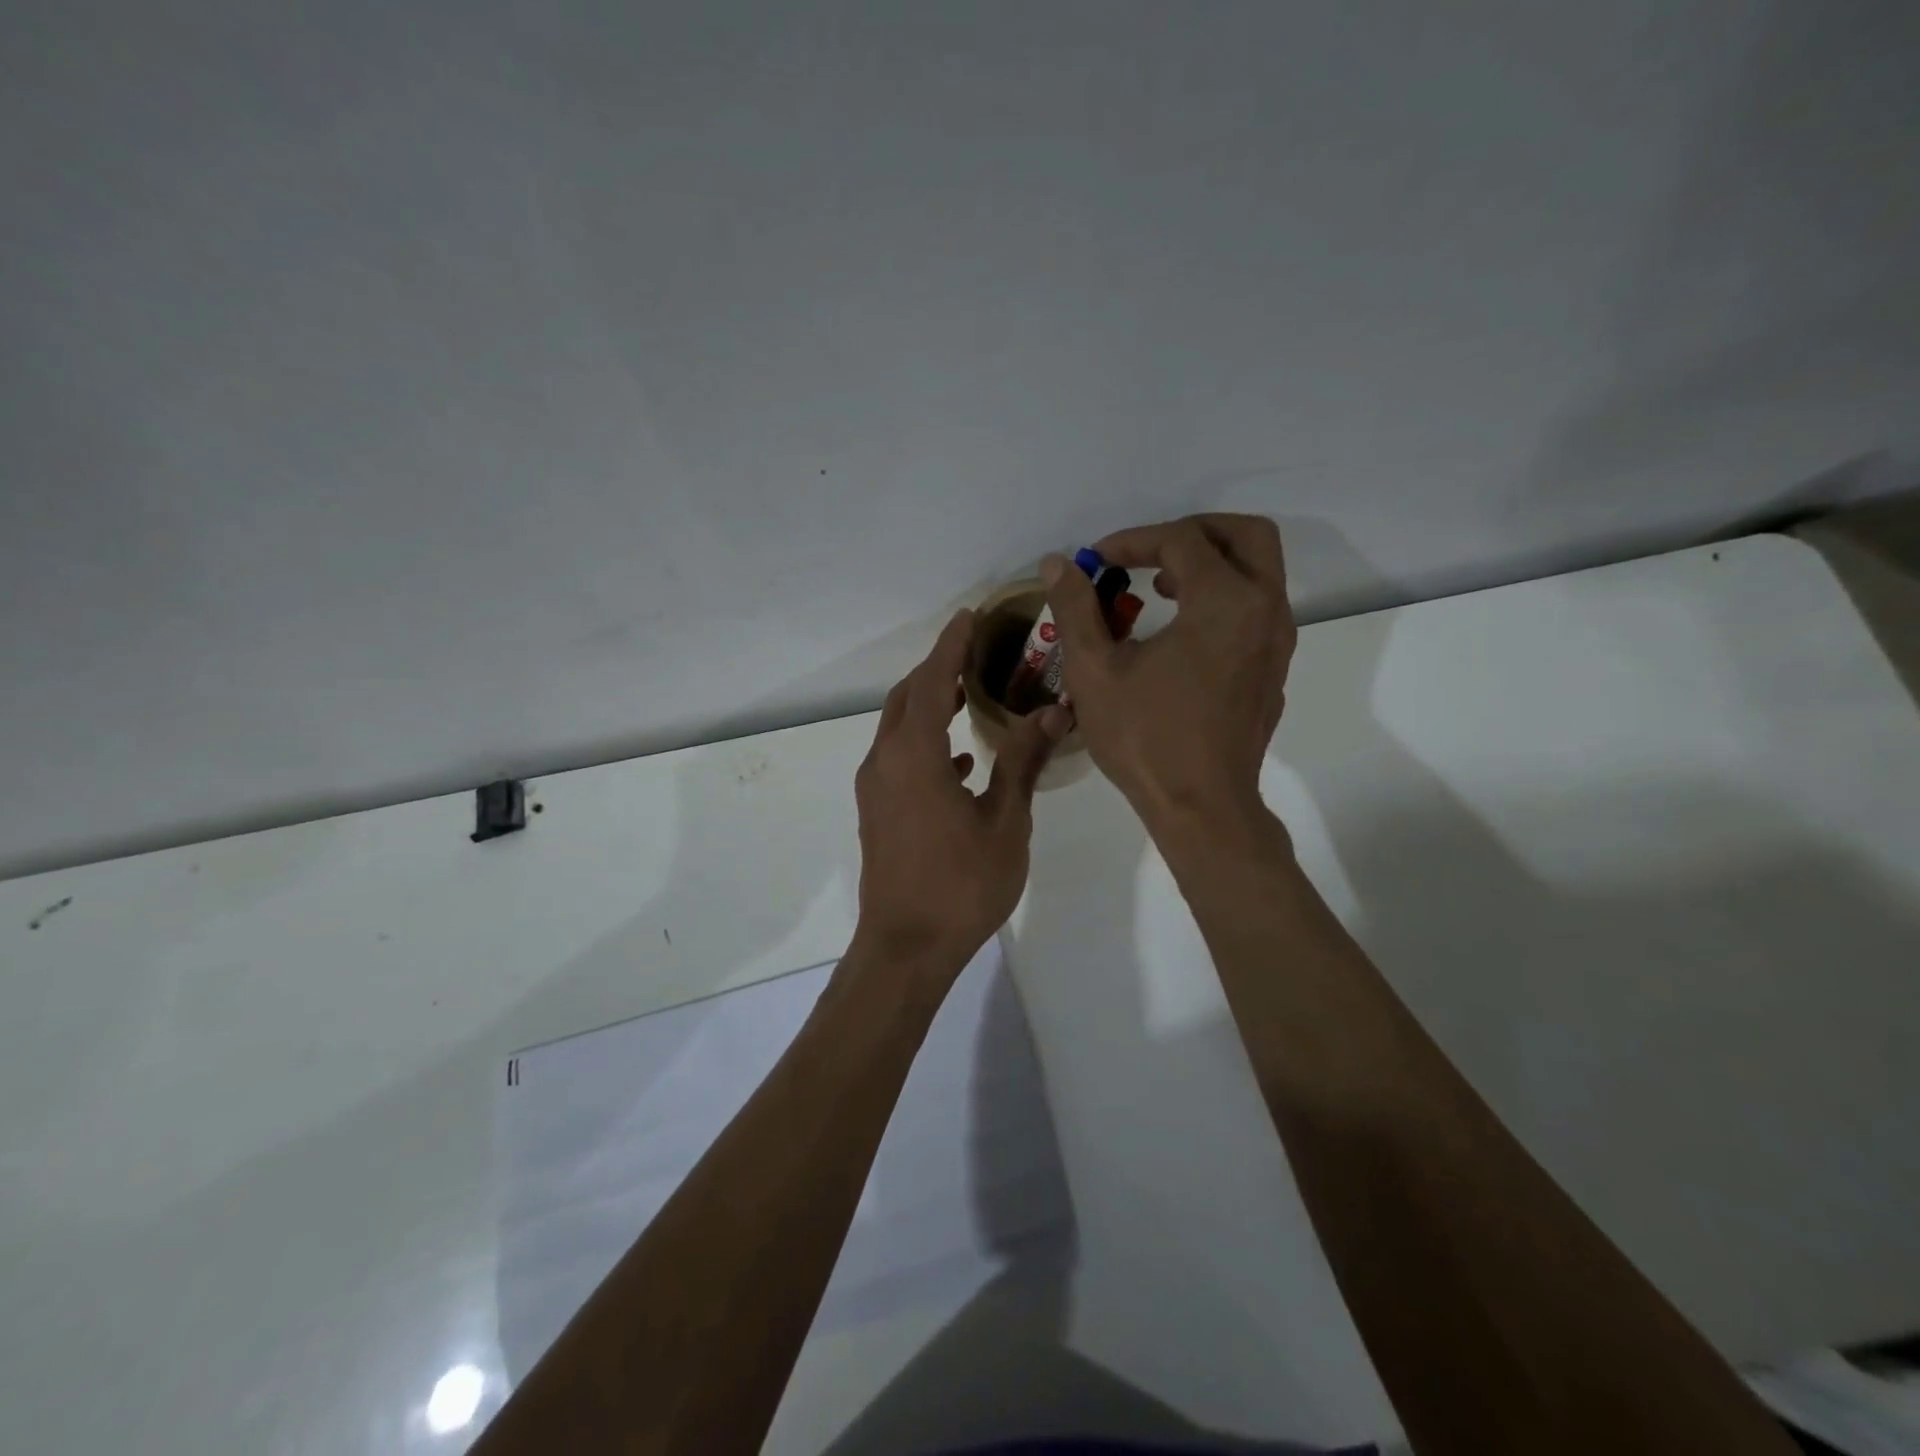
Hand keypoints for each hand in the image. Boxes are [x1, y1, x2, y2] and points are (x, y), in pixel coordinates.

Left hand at [853, 609, 1068, 975]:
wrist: (906, 947)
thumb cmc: (961, 885)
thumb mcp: (1005, 822)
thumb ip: (1023, 762)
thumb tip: (1053, 713)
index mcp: (914, 755)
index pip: (930, 682)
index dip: (950, 646)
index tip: (968, 616)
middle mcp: (885, 761)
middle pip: (906, 698)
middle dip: (936, 670)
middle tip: (972, 651)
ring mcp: (875, 788)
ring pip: (898, 727)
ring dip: (928, 704)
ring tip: (967, 695)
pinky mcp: (877, 810)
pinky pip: (898, 757)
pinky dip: (924, 742)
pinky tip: (960, 762)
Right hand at [1042, 513, 1295, 829]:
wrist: (1202, 807)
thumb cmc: (1146, 738)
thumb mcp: (1095, 670)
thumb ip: (1076, 608)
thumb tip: (1057, 563)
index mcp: (1224, 602)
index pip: (1182, 542)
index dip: (1134, 541)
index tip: (1097, 561)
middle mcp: (1265, 610)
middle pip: (1245, 535)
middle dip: (1193, 532)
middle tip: (1148, 553)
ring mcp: (1277, 642)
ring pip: (1259, 571)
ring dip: (1212, 563)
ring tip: (1162, 588)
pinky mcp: (1274, 669)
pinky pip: (1258, 608)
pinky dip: (1225, 597)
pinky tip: (1183, 632)